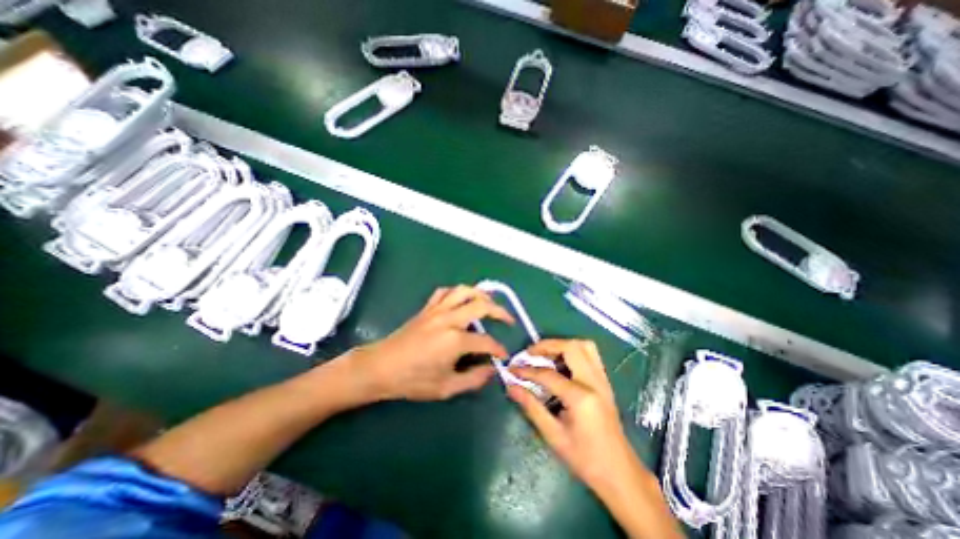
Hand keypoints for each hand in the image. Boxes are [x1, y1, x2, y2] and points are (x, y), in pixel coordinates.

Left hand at [348, 288, 512, 401]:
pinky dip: (457, 293)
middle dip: (500, 312)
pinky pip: (445, 292)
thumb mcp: (445, 387)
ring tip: (490, 303)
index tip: (504, 356)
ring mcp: (437, 310)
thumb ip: (473, 379)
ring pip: (464, 291)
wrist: (380, 367)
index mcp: (455, 340)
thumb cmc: (412, 380)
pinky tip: (461, 300)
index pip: (486, 341)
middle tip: (508, 320)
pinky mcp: (427, 308)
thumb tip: (491, 370)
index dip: (498, 349)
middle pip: (481, 306)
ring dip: (481, 294)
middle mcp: (449, 319)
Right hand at [504, 341, 640, 491]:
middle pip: (570, 347)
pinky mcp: (605, 382)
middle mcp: (594, 381)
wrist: (620, 474)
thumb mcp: (554, 435)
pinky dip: (573, 351)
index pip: (548, 374)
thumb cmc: (586, 459)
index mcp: (581, 397)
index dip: (527, 370)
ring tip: (545, 356)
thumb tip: (511, 387)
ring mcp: (603, 380)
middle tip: (530, 354)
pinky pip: (590, 355)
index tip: (512, 369)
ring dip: (562, 345)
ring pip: (584, 346)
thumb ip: (531, 406)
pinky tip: (561, 364)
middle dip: (547, 346)